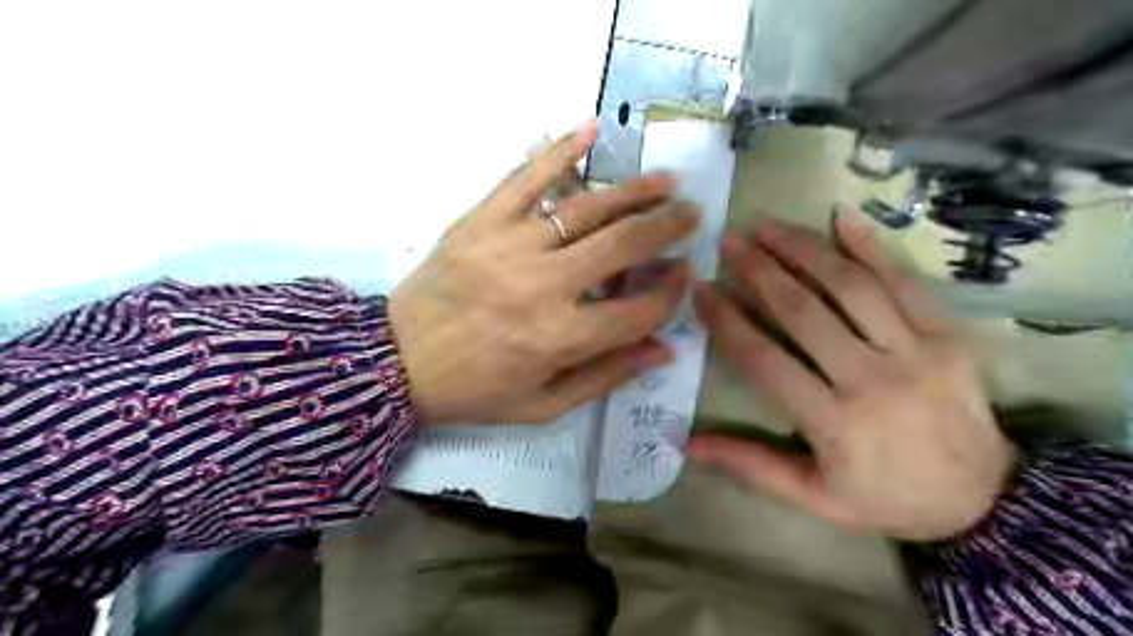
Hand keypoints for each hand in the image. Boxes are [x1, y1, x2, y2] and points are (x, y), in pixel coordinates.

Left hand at [392, 120, 700, 426]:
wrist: (397, 362)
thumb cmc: (475, 390)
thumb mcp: (544, 405)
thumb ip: (606, 377)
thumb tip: (664, 349)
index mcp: (561, 338)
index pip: (639, 310)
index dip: (670, 293)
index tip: (684, 276)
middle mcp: (544, 287)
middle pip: (623, 247)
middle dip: (667, 229)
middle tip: (691, 216)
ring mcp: (511, 245)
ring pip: (588, 208)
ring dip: (633, 192)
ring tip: (664, 183)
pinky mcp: (482, 220)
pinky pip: (527, 176)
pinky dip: (560, 150)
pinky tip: (590, 130)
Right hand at [690, 212, 1017, 538]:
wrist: (986, 501)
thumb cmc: (886, 498)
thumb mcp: (814, 497)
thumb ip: (751, 465)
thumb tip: (688, 442)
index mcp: (833, 423)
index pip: (764, 359)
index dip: (727, 321)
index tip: (701, 289)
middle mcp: (872, 379)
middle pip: (803, 312)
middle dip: (759, 271)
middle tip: (728, 242)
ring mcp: (917, 351)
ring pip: (850, 287)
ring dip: (803, 249)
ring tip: (767, 226)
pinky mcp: (949, 335)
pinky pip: (906, 280)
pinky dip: (873, 245)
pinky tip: (841, 217)